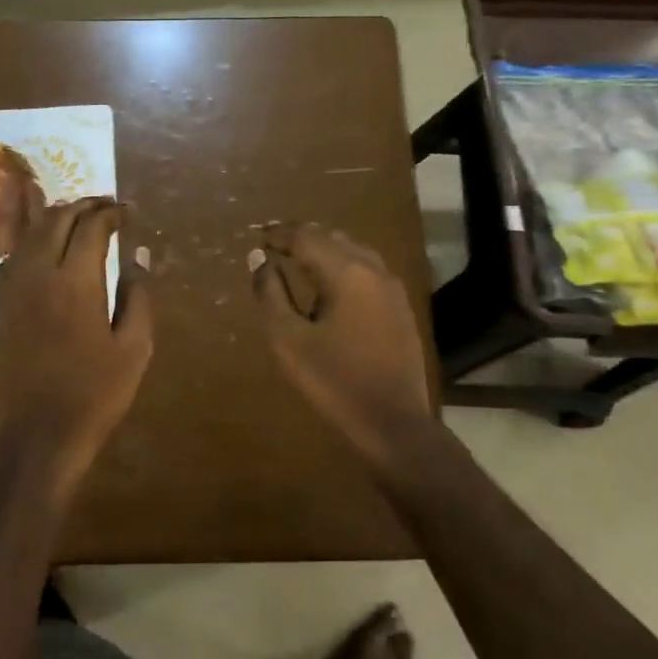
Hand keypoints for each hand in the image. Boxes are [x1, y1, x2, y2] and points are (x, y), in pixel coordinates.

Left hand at [0, 195, 152, 488]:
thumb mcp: (134, 348)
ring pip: (29, 235)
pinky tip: (44, 255)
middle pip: (56, 219)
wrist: (34, 436)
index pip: (92, 226)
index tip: (127, 213)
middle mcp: (36, 273)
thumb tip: (138, 255)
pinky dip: (31, 245)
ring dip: (55, 219)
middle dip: (83, 205)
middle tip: (104, 206)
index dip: (112, 213)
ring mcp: (7, 289)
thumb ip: (138, 295)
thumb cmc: (94, 395)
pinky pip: (11, 259)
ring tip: (76, 220)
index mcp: (75, 281)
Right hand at [250, 224, 434, 466]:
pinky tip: (331, 284)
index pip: (305, 238)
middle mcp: (373, 270)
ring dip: (325, 249)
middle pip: (332, 238)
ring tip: (299, 258)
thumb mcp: (288, 340)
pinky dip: (344, 265)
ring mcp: (392, 288)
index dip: (278, 234)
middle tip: (274, 242)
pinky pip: (368, 270)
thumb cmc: (333, 382)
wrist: (394, 424)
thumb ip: (271, 294)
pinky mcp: (401, 308)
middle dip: (302, 236)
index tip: (257, 236)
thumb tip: (259, 258)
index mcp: (345, 273)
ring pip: (354, 251)